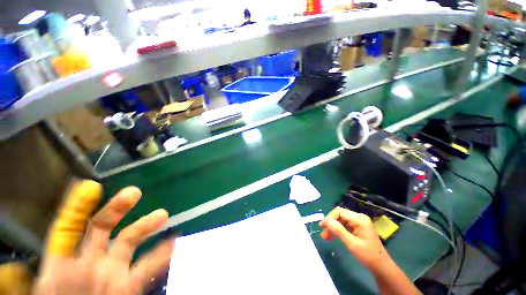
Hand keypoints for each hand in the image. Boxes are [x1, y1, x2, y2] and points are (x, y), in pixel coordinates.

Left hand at [33, 181, 173, 294]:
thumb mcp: (40, 294)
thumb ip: (20, 284)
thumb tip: (6, 272)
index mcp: (62, 266)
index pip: (67, 229)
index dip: (77, 207)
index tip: (90, 186)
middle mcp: (89, 263)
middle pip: (103, 228)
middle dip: (118, 208)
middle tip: (134, 193)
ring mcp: (111, 274)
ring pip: (130, 242)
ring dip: (146, 226)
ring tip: (162, 215)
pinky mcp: (129, 286)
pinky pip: (148, 266)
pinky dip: (161, 254)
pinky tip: (173, 243)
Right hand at [319, 207, 389, 270]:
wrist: (381, 267)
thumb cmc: (368, 256)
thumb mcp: (352, 244)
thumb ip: (339, 231)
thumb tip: (327, 221)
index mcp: (359, 219)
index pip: (339, 212)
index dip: (329, 217)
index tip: (322, 227)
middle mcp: (359, 217)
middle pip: (339, 215)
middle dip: (330, 224)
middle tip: (323, 235)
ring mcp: (358, 222)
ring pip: (340, 220)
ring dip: (332, 227)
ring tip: (326, 237)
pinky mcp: (357, 227)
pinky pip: (344, 225)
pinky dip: (337, 230)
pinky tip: (333, 236)